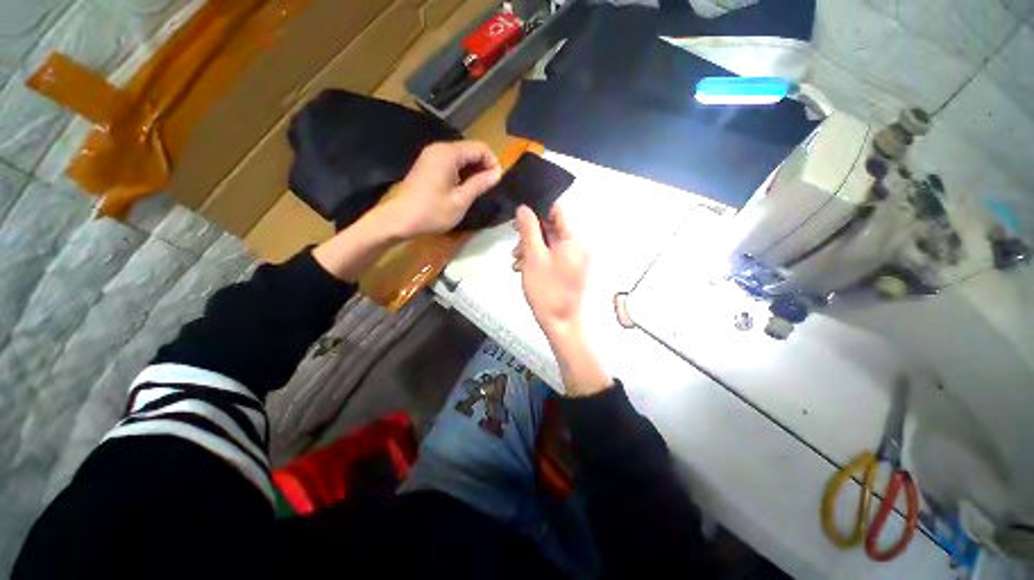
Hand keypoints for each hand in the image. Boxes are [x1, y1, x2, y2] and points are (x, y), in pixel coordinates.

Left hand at [382, 141, 501, 237]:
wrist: (399, 220)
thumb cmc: (432, 212)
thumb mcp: (461, 200)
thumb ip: (480, 184)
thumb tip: (498, 173)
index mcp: (448, 153)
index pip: (480, 148)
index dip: (492, 163)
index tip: (496, 182)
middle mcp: (439, 148)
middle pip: (470, 150)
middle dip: (483, 166)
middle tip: (488, 188)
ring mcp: (431, 156)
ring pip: (461, 157)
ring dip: (473, 171)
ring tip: (477, 190)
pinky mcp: (427, 165)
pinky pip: (451, 163)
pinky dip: (461, 173)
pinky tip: (463, 188)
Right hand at [512, 205, 588, 338]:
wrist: (558, 322)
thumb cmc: (546, 288)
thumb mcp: (534, 256)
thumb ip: (529, 230)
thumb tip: (524, 208)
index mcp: (573, 240)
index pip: (557, 212)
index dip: (537, 212)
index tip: (519, 221)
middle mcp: (577, 246)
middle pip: (551, 229)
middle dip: (530, 235)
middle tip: (515, 247)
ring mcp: (573, 260)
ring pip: (549, 244)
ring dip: (531, 249)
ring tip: (516, 261)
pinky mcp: (568, 270)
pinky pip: (552, 257)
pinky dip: (537, 259)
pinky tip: (523, 268)